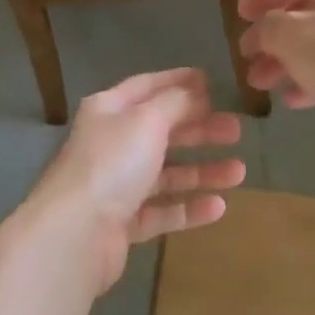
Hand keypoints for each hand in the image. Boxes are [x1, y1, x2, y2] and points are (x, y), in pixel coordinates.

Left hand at [29, 68, 245, 291]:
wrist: (75, 233)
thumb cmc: (112, 164)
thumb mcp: (148, 120)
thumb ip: (176, 103)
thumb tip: (194, 92)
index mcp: (109, 110)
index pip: (147, 87)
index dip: (179, 81)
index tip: (212, 81)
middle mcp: (110, 144)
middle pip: (161, 131)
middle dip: (200, 130)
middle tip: (236, 130)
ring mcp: (115, 186)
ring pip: (166, 173)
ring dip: (202, 171)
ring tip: (239, 172)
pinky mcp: (121, 223)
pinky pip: (161, 211)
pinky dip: (188, 208)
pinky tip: (219, 207)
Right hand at [236, 0, 314, 124]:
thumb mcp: (287, 34)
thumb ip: (266, 27)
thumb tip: (261, 33)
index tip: (238, 17)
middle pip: (303, 11)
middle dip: (270, 37)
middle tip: (247, 56)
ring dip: (284, 61)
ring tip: (259, 83)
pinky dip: (310, 78)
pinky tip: (291, 99)